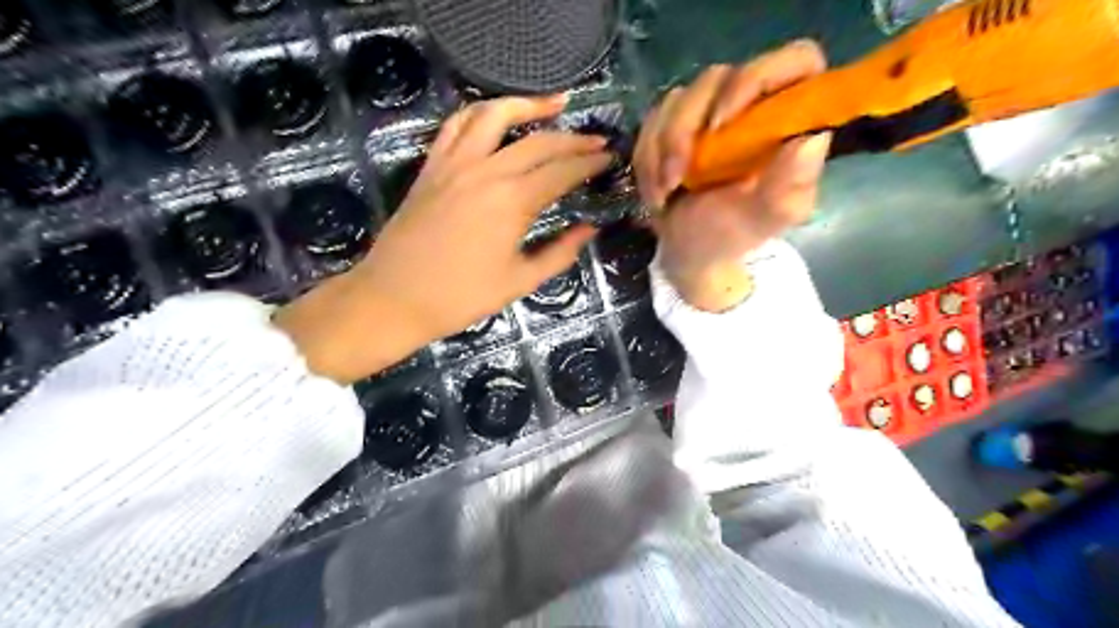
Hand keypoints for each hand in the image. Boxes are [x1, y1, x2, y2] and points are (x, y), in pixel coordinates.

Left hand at [278, 95, 611, 382]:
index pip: (562, 171)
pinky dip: (481, 113)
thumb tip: (589, 229)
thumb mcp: (520, 281)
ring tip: (555, 103)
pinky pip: (457, 125)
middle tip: (596, 141)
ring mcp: (455, 163)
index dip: (590, 163)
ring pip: (495, 115)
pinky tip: (497, 116)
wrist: (394, 298)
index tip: (609, 158)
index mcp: (512, 202)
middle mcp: (487, 171)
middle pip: (538, 141)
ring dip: (528, 104)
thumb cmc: (461, 297)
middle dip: (573, 138)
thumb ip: (559, 253)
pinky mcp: (432, 166)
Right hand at [638, 39, 829, 311]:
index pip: (795, 62)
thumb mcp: (765, 219)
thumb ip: (789, 186)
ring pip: (678, 99)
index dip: (759, 78)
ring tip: (665, 192)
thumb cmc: (732, 234)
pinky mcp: (675, 122)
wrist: (689, 249)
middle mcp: (750, 104)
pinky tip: (658, 190)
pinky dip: (648, 158)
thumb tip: (812, 139)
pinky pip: (653, 121)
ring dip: (662, 149)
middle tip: (678, 176)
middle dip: (686, 128)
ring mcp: (709, 110)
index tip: (723, 122)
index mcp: (787, 120)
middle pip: (718, 77)